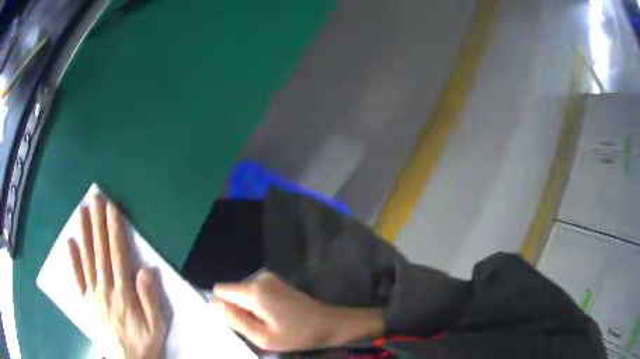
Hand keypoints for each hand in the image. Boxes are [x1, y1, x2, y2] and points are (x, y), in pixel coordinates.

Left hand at [67, 194, 166, 358]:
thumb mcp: (157, 325)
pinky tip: (69, 242)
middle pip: (100, 252)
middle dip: (97, 223)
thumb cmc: (145, 342)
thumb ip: (151, 298)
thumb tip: (146, 269)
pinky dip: (72, 261)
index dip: (115, 231)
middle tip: (95, 199)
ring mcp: (92, 295)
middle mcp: (105, 290)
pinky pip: (76, 280)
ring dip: (83, 234)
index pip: (117, 256)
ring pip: (86, 260)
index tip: (112, 209)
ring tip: (81, 211)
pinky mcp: (84, 303)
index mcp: (123, 294)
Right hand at [213, 271, 383, 351]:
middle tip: (256, 327)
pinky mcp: (277, 282)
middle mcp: (259, 278)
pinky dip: (258, 305)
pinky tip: (274, 317)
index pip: (219, 290)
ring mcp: (269, 278)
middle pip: (232, 292)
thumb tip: (214, 305)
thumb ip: (235, 321)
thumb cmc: (297, 335)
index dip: (223, 308)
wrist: (329, 324)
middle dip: (237, 310)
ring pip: (243, 293)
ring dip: (248, 309)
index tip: (237, 323)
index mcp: (253, 291)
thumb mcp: (263, 337)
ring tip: (267, 323)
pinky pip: (254, 292)